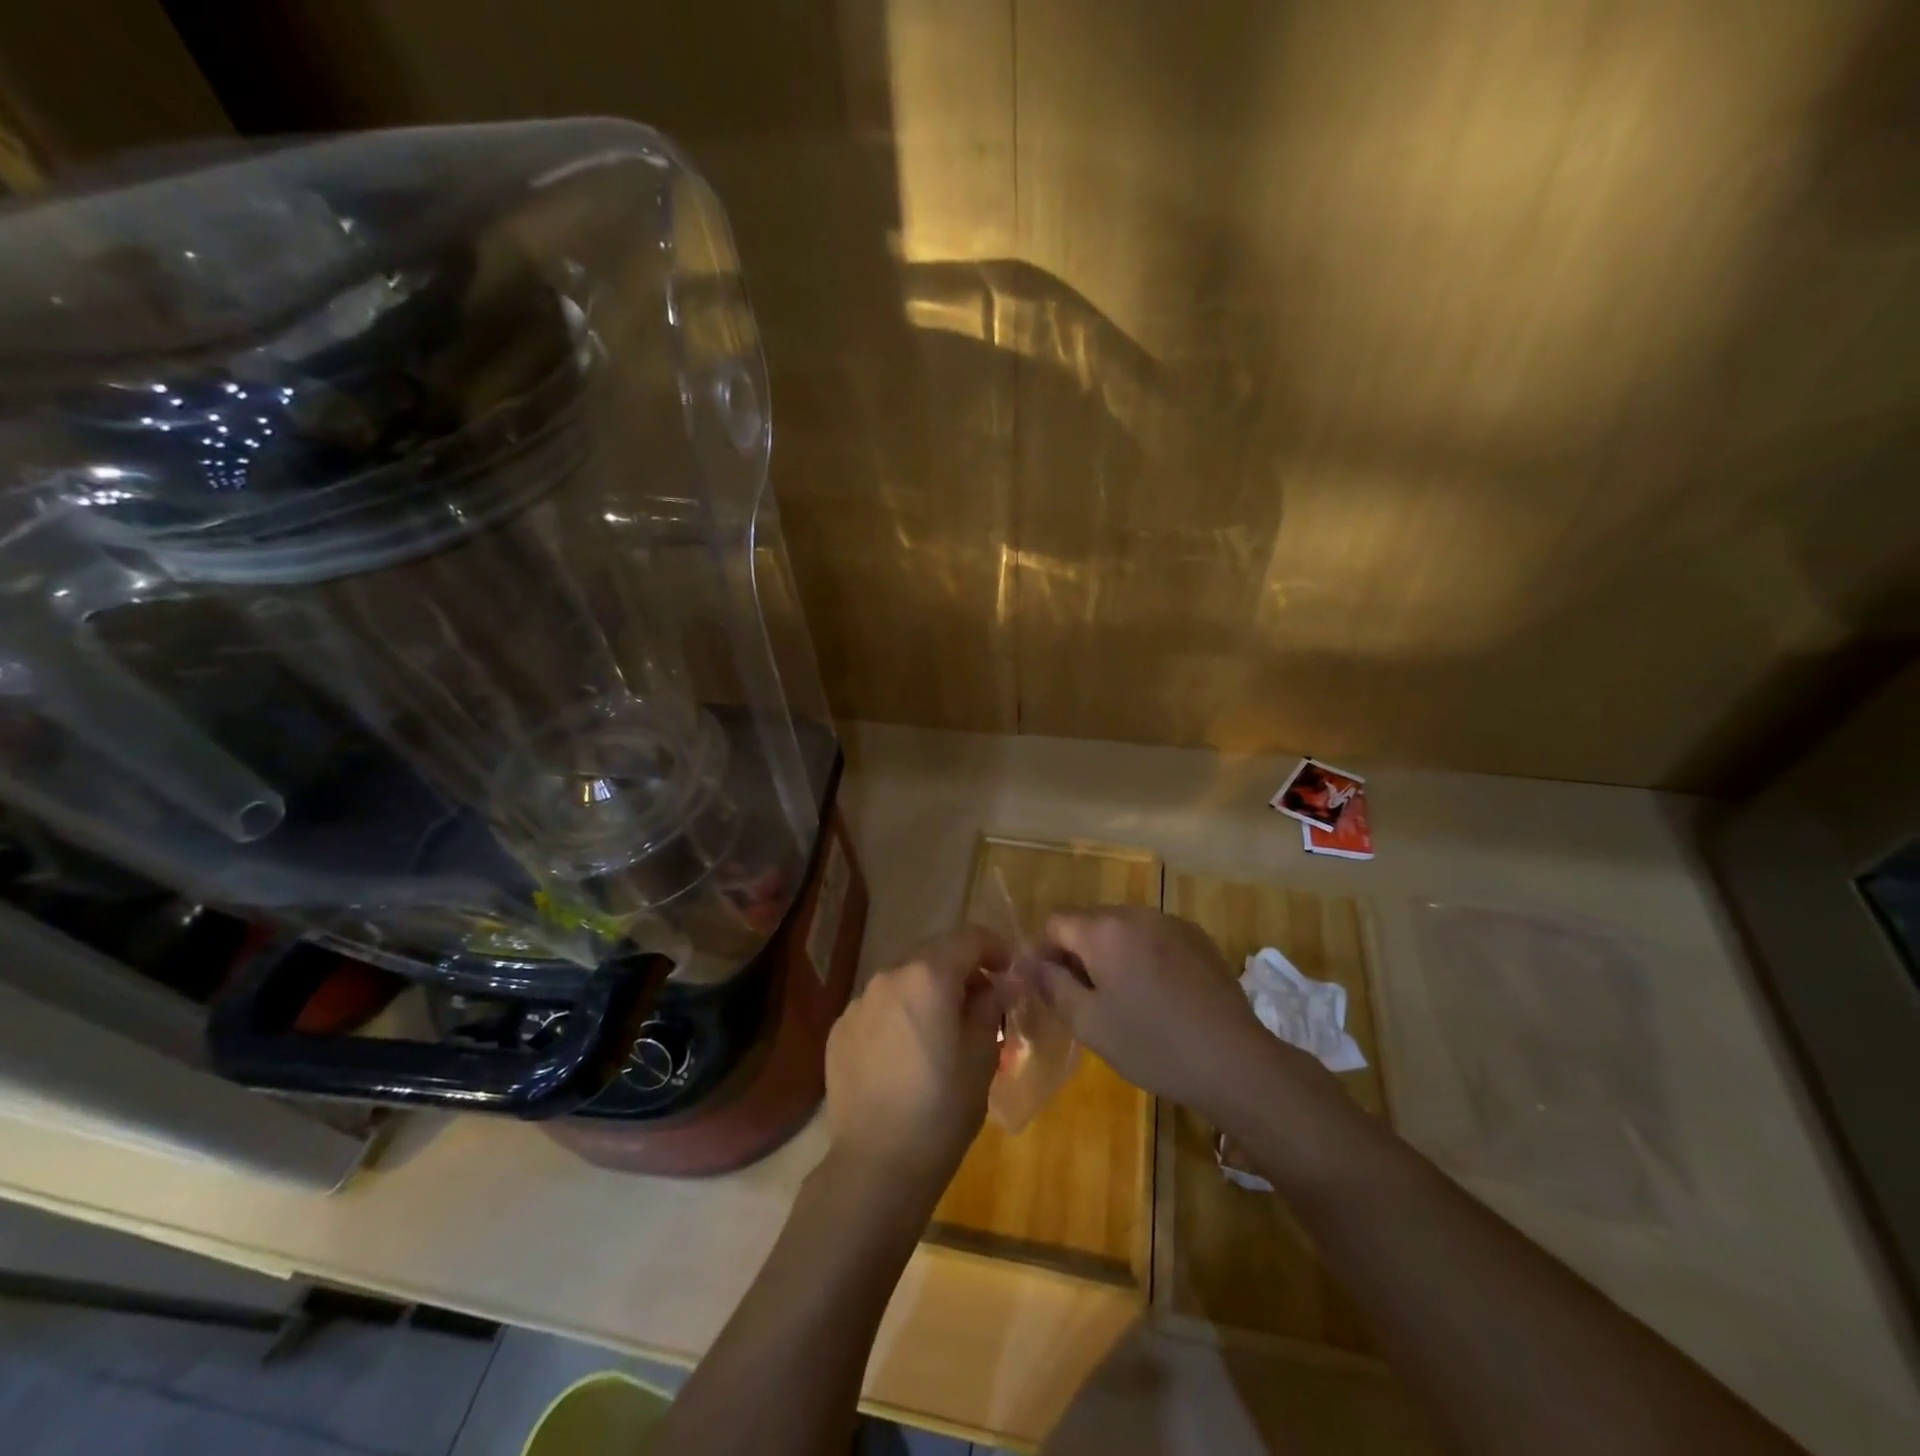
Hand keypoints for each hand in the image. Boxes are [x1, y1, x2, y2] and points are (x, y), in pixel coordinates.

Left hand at [823, 925, 1009, 1198]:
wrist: (876, 1166)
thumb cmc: (942, 1109)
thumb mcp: (982, 1056)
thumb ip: (992, 1006)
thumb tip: (1003, 983)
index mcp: (928, 975)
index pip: (969, 938)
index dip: (995, 947)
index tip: (1010, 971)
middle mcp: (888, 976)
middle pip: (933, 954)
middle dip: (961, 970)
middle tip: (981, 1003)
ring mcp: (858, 1002)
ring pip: (903, 980)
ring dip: (928, 992)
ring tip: (943, 1030)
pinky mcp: (840, 1029)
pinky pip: (879, 1007)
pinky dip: (900, 1014)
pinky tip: (907, 1053)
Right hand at [1027, 906, 1319, 1119]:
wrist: (1235, 1061)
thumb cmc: (1152, 1044)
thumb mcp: (1089, 1023)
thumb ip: (1052, 986)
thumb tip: (1029, 964)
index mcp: (1104, 929)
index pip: (1056, 921)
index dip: (1045, 952)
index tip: (1052, 988)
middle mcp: (1136, 913)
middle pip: (1090, 921)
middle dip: (1079, 953)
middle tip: (1086, 999)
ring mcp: (1172, 922)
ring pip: (1124, 929)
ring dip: (1112, 954)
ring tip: (1124, 999)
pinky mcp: (1199, 938)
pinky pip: (1155, 937)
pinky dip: (1144, 956)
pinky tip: (1159, 996)